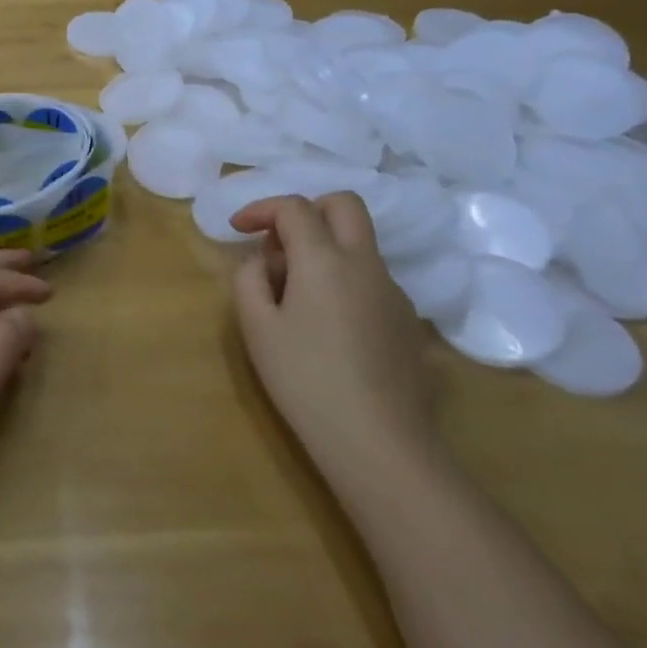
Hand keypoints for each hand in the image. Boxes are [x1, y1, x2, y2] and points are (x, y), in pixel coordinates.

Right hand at [229, 194, 437, 475]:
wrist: (379, 443)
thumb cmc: (305, 380)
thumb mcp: (256, 327)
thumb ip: (249, 278)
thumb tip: (262, 261)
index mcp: (324, 259)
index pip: (294, 207)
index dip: (261, 209)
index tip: (238, 229)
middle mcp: (365, 264)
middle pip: (343, 204)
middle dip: (307, 210)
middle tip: (279, 242)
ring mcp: (393, 291)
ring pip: (359, 243)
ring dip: (325, 247)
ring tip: (295, 294)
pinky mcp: (408, 320)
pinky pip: (371, 278)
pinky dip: (344, 278)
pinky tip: (327, 324)